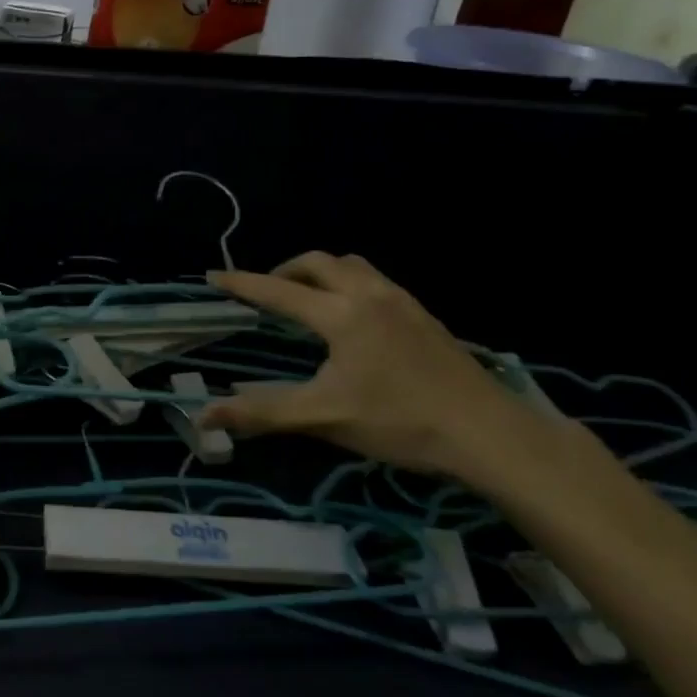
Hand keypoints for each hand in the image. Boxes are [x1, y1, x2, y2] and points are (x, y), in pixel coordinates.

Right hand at [202, 253, 545, 483]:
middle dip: (284, 270)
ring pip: (350, 265)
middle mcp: (368, 295)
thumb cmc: (401, 422)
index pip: (277, 291)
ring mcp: (401, 301)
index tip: (212, 276)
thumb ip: (264, 413)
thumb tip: (205, 416)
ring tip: (307, 298)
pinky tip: (353, 317)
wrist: (491, 434)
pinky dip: (348, 283)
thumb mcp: (325, 418)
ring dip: (320, 272)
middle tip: (266, 293)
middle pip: (316, 262)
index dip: (241, 283)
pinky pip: (374, 280)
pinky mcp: (423, 315)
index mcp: (340, 314)